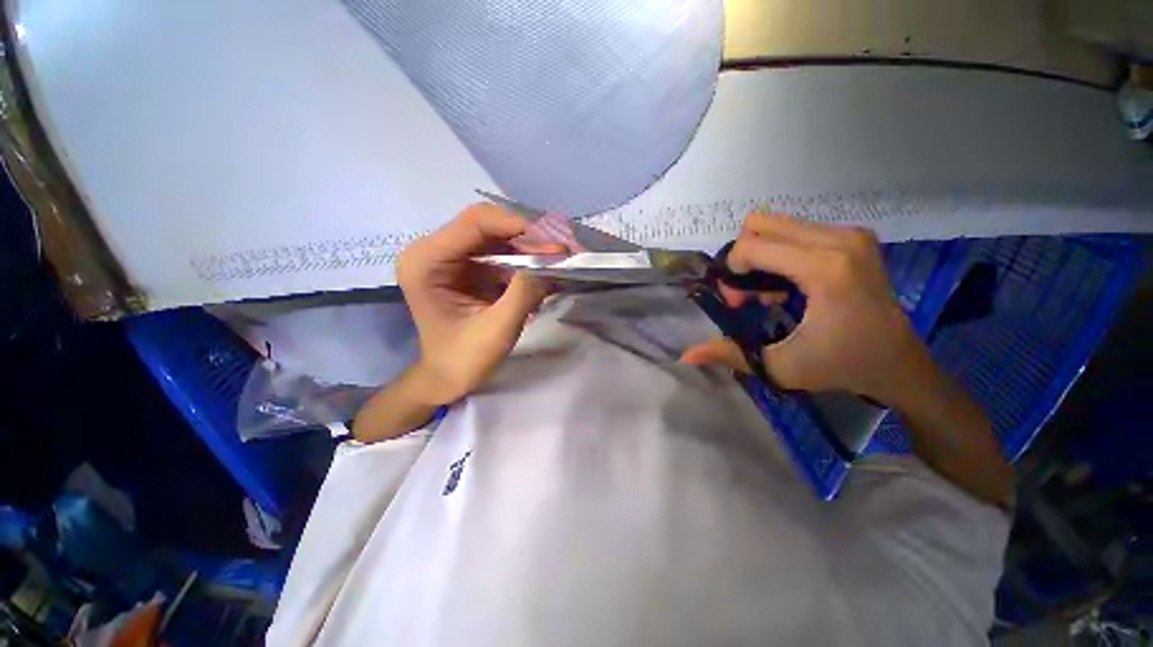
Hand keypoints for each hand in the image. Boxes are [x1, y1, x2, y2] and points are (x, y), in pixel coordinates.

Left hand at [398, 204, 558, 405]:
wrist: (447, 379)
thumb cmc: (464, 360)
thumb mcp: (497, 328)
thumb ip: (525, 291)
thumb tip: (555, 259)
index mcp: (427, 261)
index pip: (475, 222)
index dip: (517, 226)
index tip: (554, 245)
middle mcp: (435, 250)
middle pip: (488, 226)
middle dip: (527, 238)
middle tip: (561, 254)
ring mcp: (452, 258)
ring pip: (498, 238)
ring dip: (529, 250)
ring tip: (558, 264)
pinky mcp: (467, 268)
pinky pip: (500, 254)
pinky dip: (524, 262)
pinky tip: (542, 275)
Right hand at [681, 213, 930, 407]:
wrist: (900, 364)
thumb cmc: (842, 367)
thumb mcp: (781, 366)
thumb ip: (729, 355)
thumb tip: (686, 355)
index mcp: (825, 268)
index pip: (752, 245)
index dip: (732, 273)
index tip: (740, 304)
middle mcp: (839, 239)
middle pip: (761, 223)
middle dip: (743, 258)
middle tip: (751, 293)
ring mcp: (851, 234)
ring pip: (777, 224)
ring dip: (762, 256)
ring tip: (773, 292)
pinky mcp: (855, 236)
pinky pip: (797, 230)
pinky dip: (781, 253)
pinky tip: (791, 284)